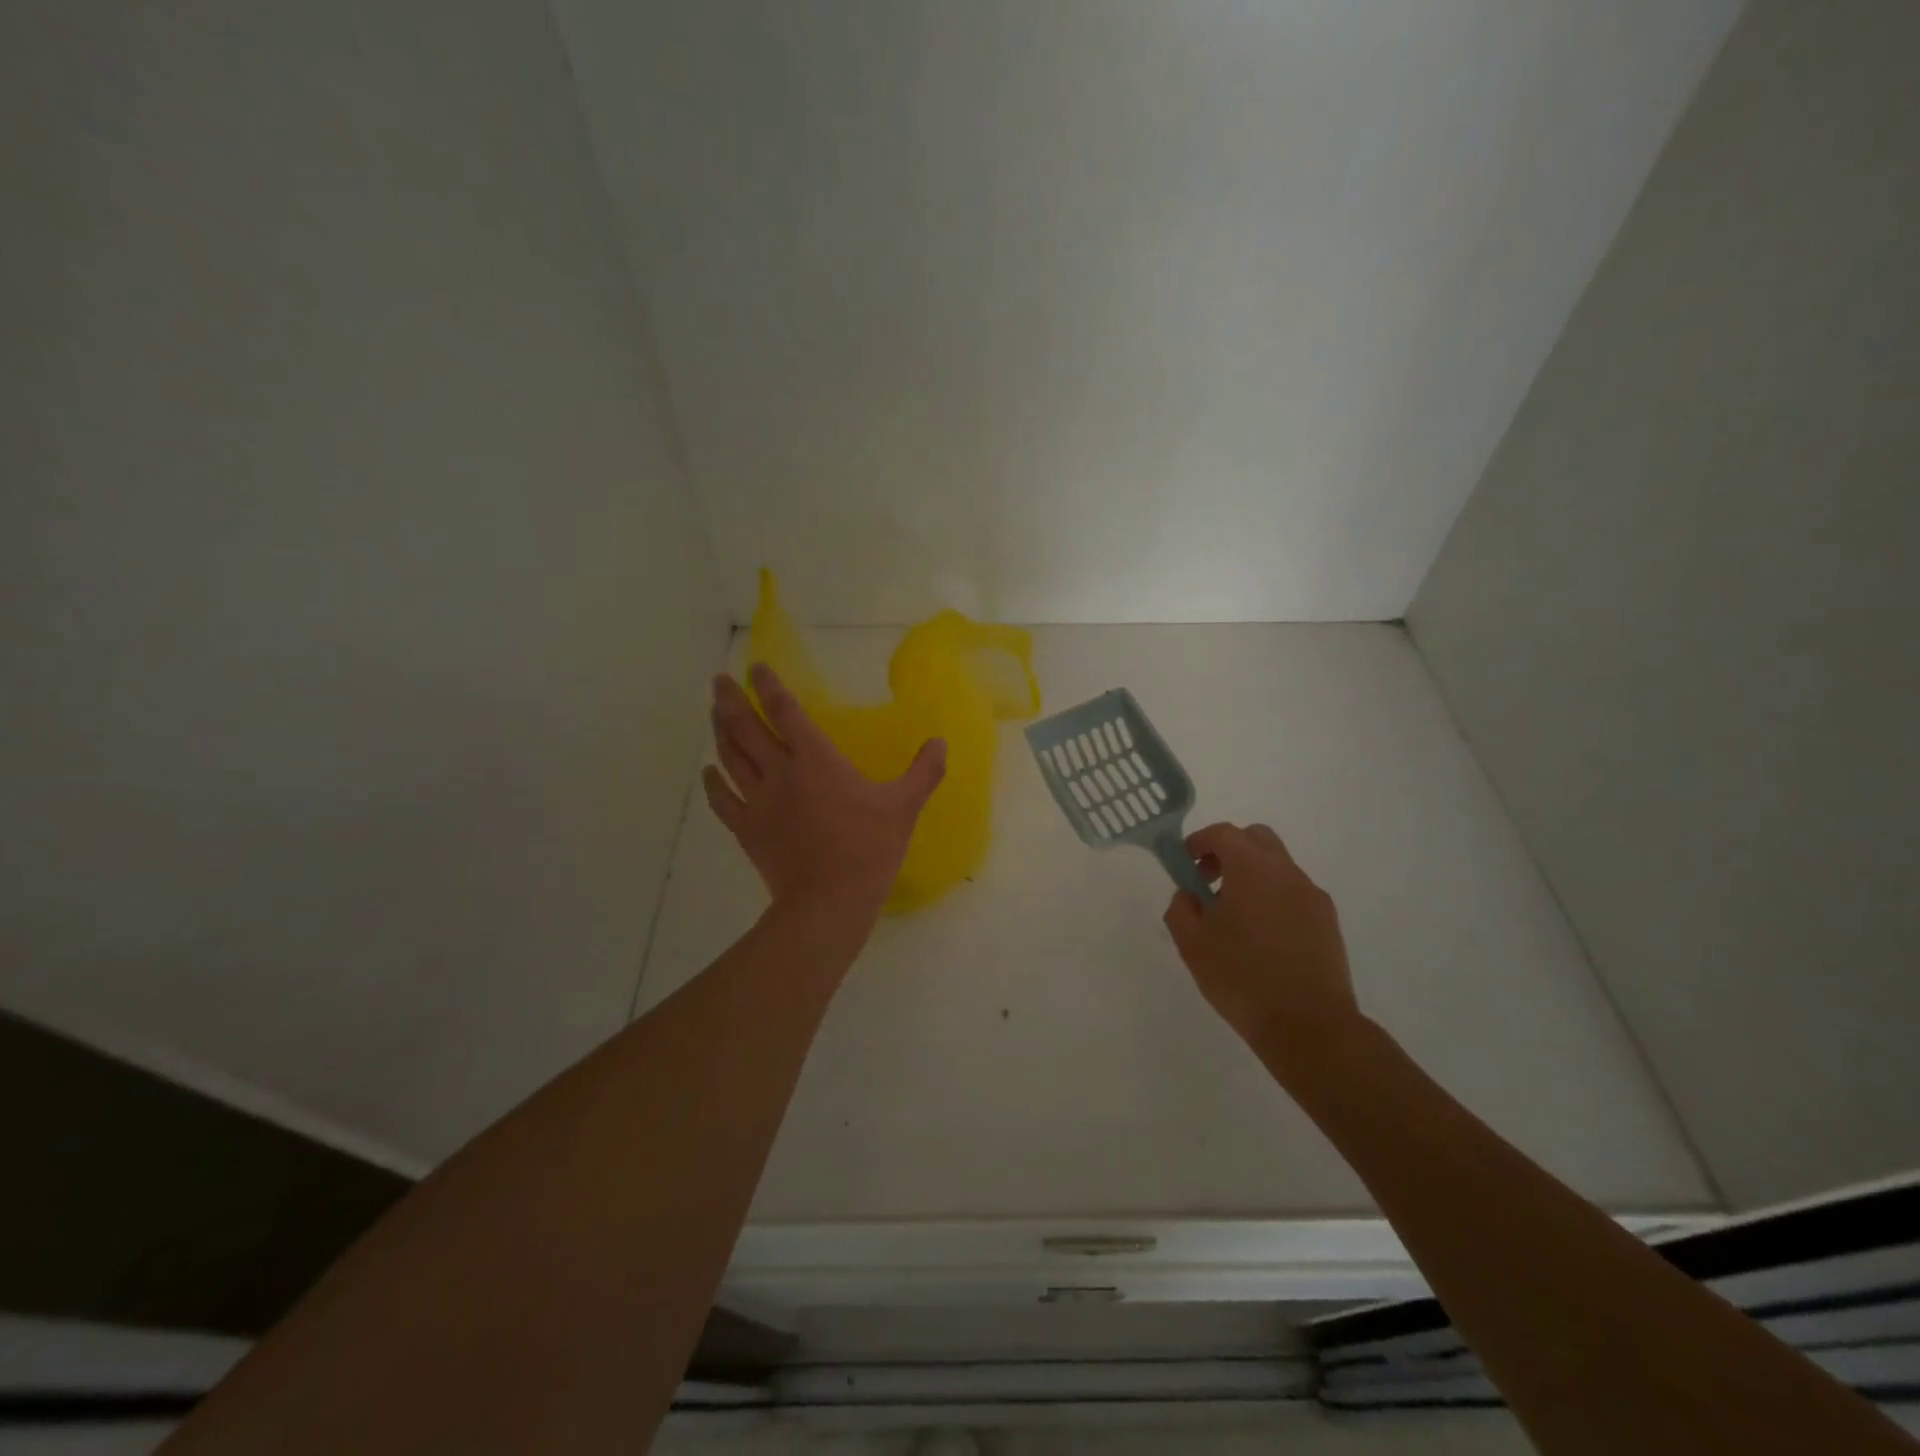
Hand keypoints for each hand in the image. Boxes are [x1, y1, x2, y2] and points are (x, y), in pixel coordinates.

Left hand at [704, 664, 946, 923]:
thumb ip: (923, 771)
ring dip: (719, 731)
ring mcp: (758, 801)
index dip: (769, 686)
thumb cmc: (868, 849)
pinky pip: (723, 800)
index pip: (785, 712)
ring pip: (730, 758)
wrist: (829, 901)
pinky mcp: (747, 829)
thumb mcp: (904, 807)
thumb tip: (941, 742)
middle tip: (719, 682)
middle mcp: (780, 772)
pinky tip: (709, 771)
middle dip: (730, 701)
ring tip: (713, 713)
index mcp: (816, 760)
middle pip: (745, 728)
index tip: (755, 667)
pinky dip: (713, 782)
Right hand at [1163, 823, 1362, 1064]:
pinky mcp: (1328, 922)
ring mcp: (1312, 896)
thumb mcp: (1193, 945)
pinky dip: (1273, 897)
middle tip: (1209, 882)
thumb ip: (1182, 909)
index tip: (1185, 863)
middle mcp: (1286, 873)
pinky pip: (1294, 893)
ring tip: (1234, 917)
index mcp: (1252, 869)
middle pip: (1256, 839)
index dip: (1199, 842)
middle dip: (1229, 851)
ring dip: (1252, 876)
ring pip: (1278, 866)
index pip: (1224, 834)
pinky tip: (1262, 937)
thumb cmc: (1242, 978)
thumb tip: (1188, 895)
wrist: (1309, 1026)